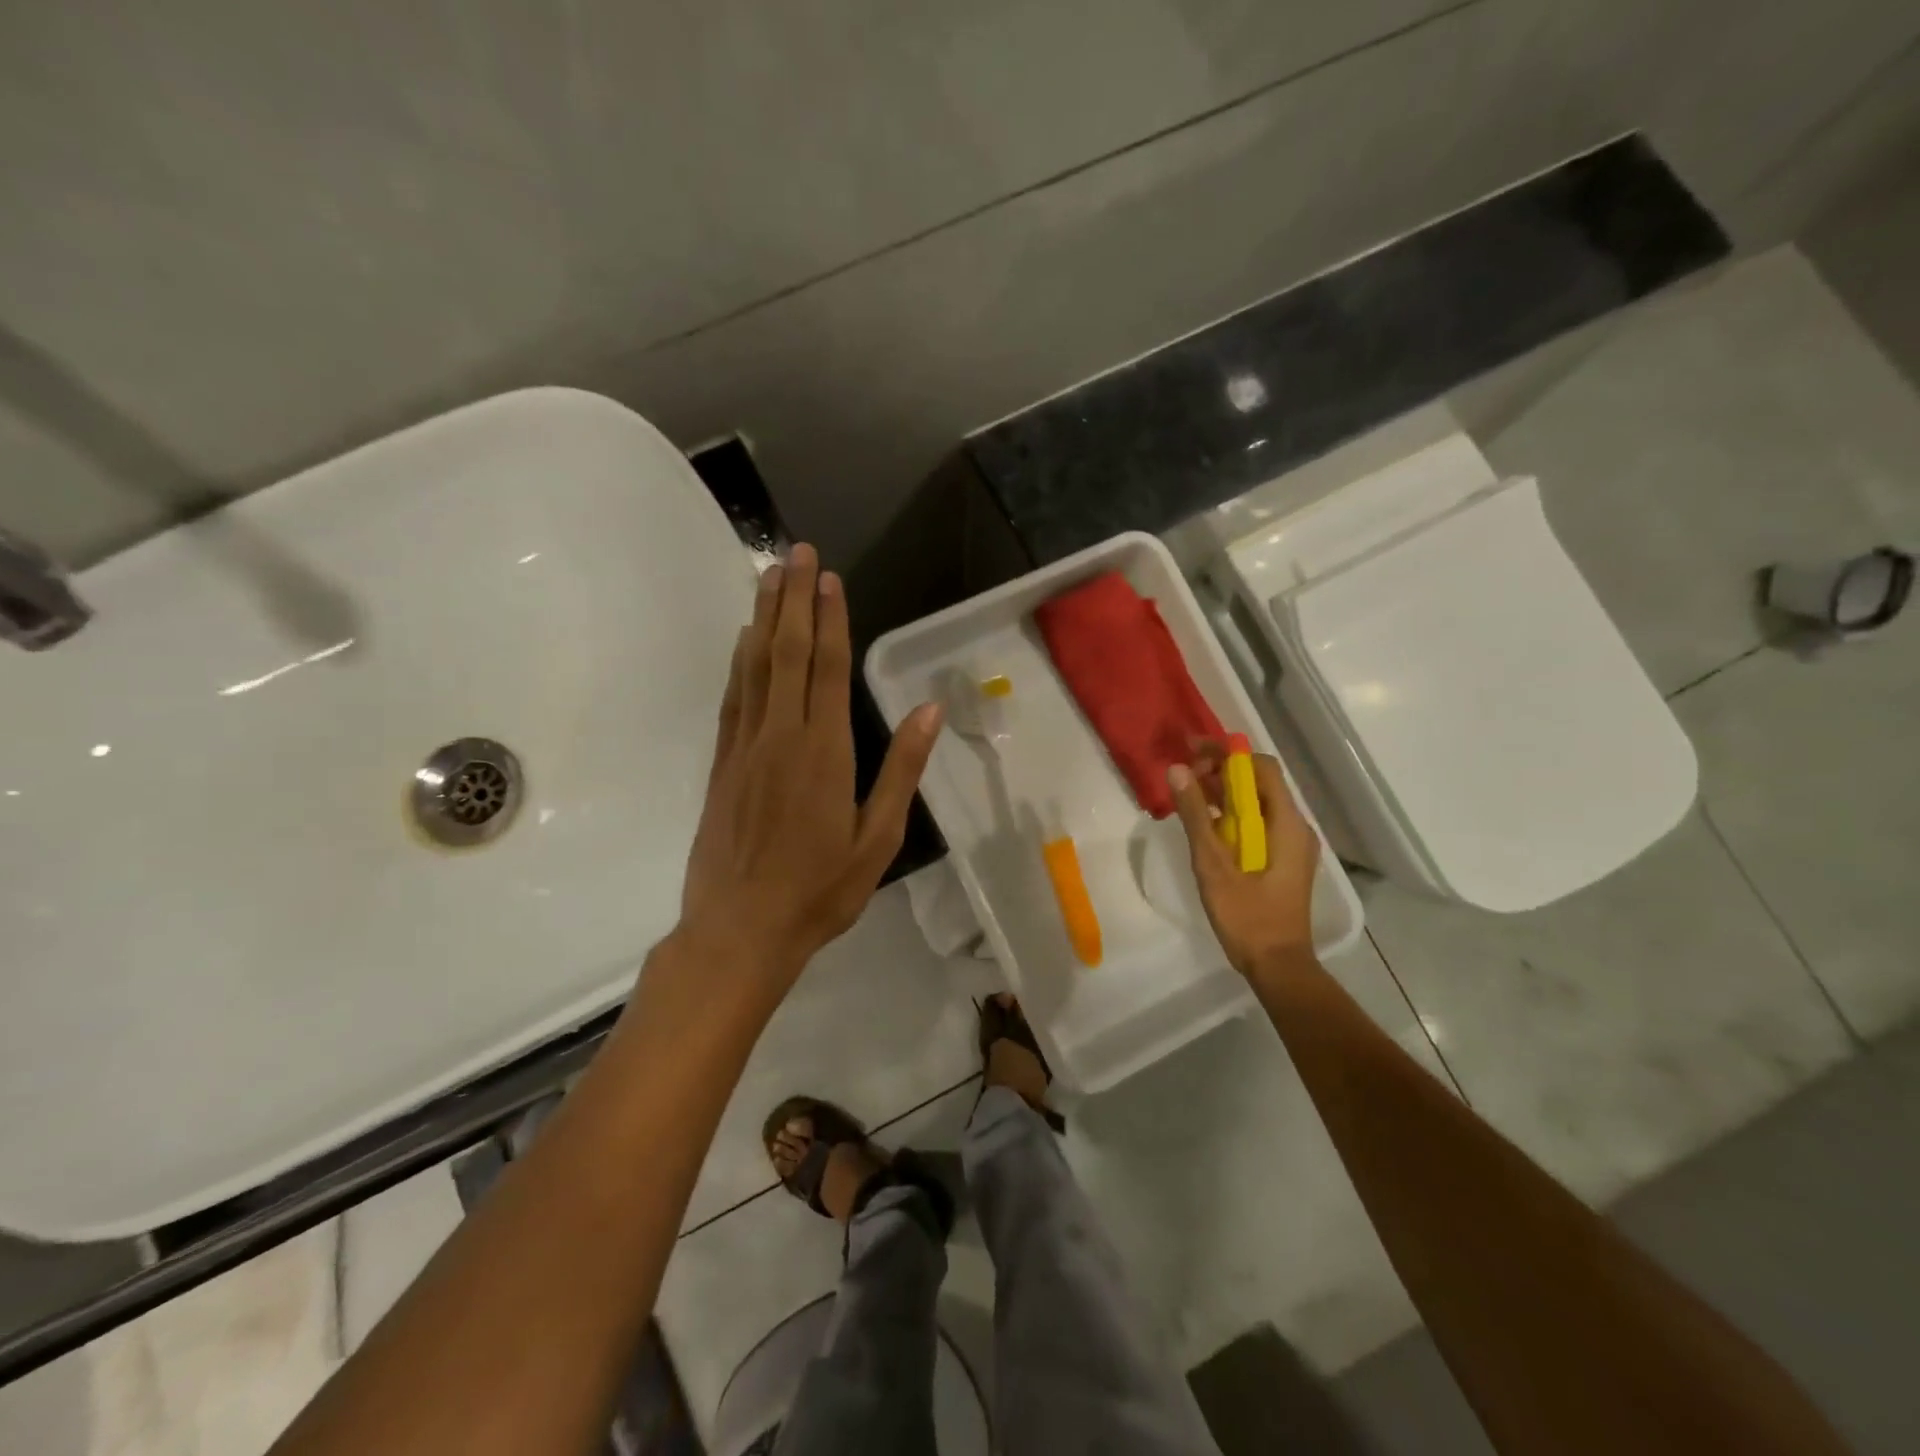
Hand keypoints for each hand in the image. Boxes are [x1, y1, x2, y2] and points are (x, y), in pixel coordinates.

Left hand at [677, 543, 942, 1003]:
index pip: (828, 668)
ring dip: (763, 617)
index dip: (830, 618)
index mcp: (825, 751)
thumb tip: (928, 711)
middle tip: (796, 552)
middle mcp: (781, 735)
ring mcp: (745, 747)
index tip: (829, 577)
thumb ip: (901, 770)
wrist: (739, 930)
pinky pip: (733, 698)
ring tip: (769, 576)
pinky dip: (739, 661)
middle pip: (787, 653)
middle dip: (794, 599)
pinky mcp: (722, 764)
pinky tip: (744, 640)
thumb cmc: (819, 889)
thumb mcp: (878, 838)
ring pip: (754, 667)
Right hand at [1167, 741, 1320, 978]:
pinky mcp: (1284, 860)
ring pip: (1258, 803)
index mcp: (1286, 823)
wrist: (1277, 965)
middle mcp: (1296, 827)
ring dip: (1225, 793)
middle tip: (1185, 776)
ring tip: (1190, 797)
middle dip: (1222, 771)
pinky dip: (1233, 814)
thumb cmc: (1247, 916)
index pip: (1262, 768)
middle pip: (1260, 783)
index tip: (1193, 752)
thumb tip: (1178, 769)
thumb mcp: (1213, 864)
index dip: (1228, 754)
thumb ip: (1196, 815)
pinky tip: (1207, 825)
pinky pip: (1258, 823)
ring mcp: (1292, 845)